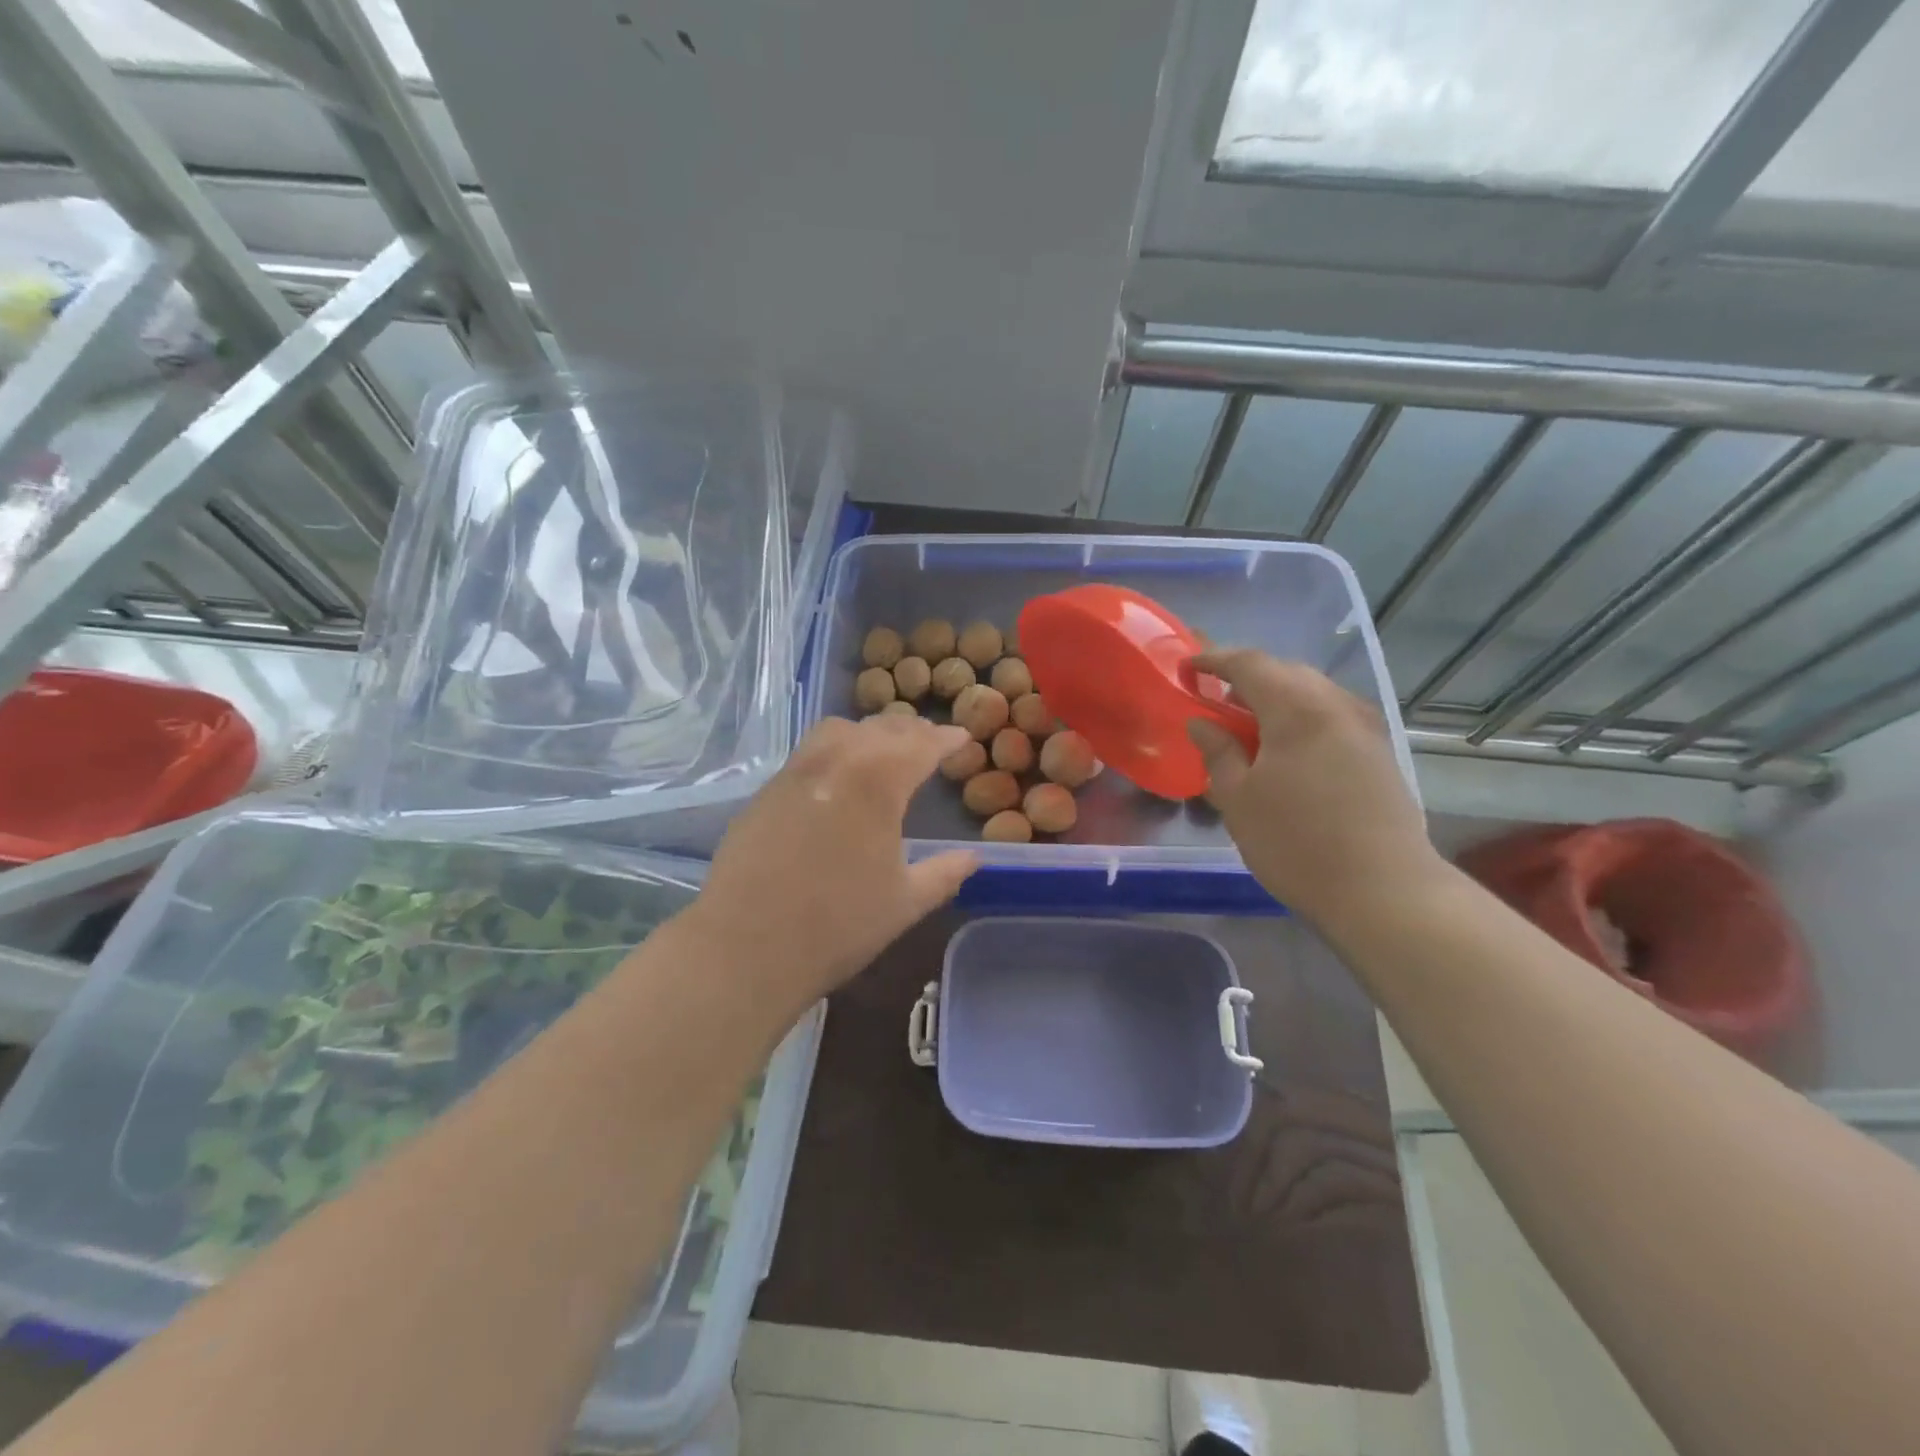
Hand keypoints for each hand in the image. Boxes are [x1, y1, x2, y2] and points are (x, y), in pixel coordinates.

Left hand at [684, 713, 979, 1009]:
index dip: (945, 740)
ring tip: (883, 750)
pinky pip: (808, 753)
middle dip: (911, 731)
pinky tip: (839, 780)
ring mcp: (793, 774)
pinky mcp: (764, 793)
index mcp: (876, 784)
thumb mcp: (905, 903)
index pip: (920, 745)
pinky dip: (835, 750)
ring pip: (837, 730)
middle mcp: (834, 764)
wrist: (746, 948)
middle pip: (879, 729)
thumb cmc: (837, 927)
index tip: (961, 739)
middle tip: (930, 742)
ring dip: (868, 732)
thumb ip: (944, 873)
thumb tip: (974, 858)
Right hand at [1186, 649, 1440, 929]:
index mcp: (1296, 708)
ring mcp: (1365, 728)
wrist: (1384, 890)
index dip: (1215, 660)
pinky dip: (1301, 718)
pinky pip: (1331, 716)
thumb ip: (1218, 752)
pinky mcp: (1379, 752)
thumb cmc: (1296, 843)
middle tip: (1216, 701)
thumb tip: (1201, 722)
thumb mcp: (1238, 799)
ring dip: (1276, 699)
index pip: (1249, 663)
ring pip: (1312, 693)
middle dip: (1247, 678)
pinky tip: (1286, 752)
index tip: (1188, 668)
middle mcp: (1336, 705)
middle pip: (1286, 672)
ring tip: (1249, 729)